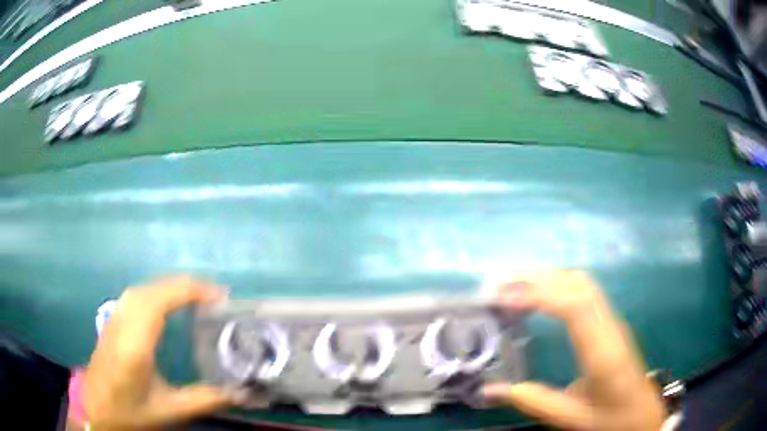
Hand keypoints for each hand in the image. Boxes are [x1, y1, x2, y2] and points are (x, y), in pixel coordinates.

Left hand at [83, 276, 236, 429]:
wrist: (97, 413)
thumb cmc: (131, 413)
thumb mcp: (169, 411)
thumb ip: (204, 400)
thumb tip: (241, 393)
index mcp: (134, 345)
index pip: (160, 300)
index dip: (190, 290)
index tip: (219, 295)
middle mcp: (121, 324)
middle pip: (151, 289)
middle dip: (183, 285)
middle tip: (212, 295)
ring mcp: (113, 321)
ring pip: (140, 289)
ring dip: (168, 286)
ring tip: (193, 297)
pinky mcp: (110, 324)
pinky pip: (133, 297)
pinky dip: (154, 292)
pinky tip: (163, 304)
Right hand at [483, 270, 664, 430]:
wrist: (641, 412)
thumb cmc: (611, 416)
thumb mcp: (571, 418)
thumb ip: (534, 401)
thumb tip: (490, 389)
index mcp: (602, 353)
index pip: (576, 307)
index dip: (541, 295)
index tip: (506, 298)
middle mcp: (609, 327)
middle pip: (579, 284)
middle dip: (539, 277)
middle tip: (500, 283)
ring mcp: (612, 320)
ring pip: (583, 282)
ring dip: (548, 277)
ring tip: (514, 285)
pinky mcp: (610, 321)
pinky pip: (584, 290)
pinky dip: (558, 284)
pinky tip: (540, 296)